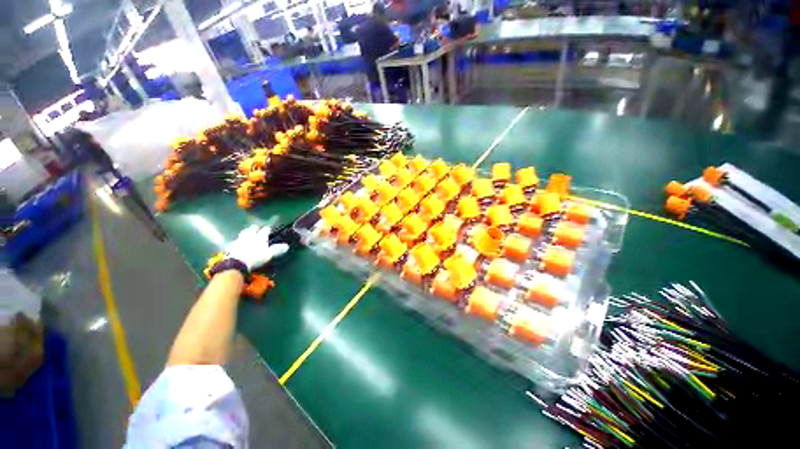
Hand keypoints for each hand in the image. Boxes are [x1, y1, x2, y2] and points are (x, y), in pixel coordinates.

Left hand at [224, 225, 288, 270]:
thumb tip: (286, 246)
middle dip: (255, 228)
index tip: (268, 230)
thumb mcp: (268, 255)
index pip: (265, 230)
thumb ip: (277, 250)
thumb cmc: (255, 258)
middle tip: (257, 228)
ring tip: (247, 233)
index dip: (267, 229)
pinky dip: (238, 240)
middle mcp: (250, 235)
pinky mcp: (231, 245)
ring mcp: (239, 239)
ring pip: (244, 232)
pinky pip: (236, 240)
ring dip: (246, 231)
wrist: (236, 263)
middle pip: (253, 228)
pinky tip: (238, 242)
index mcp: (260, 237)